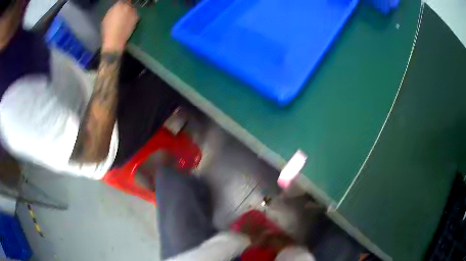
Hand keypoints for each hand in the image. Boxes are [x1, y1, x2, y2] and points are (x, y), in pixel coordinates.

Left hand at [101, 1, 138, 52]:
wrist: (113, 42)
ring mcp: (106, 15)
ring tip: (120, 21)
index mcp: (120, 5)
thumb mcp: (134, 18)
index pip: (126, 1)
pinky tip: (115, 25)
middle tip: (126, 14)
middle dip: (122, 8)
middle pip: (119, 5)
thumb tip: (131, 7)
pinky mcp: (103, 22)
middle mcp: (112, 8)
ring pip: (114, 11)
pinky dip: (112, 20)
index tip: (131, 7)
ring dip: (117, 14)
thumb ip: (132, 9)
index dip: (129, 4)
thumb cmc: (125, 29)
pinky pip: (110, 18)